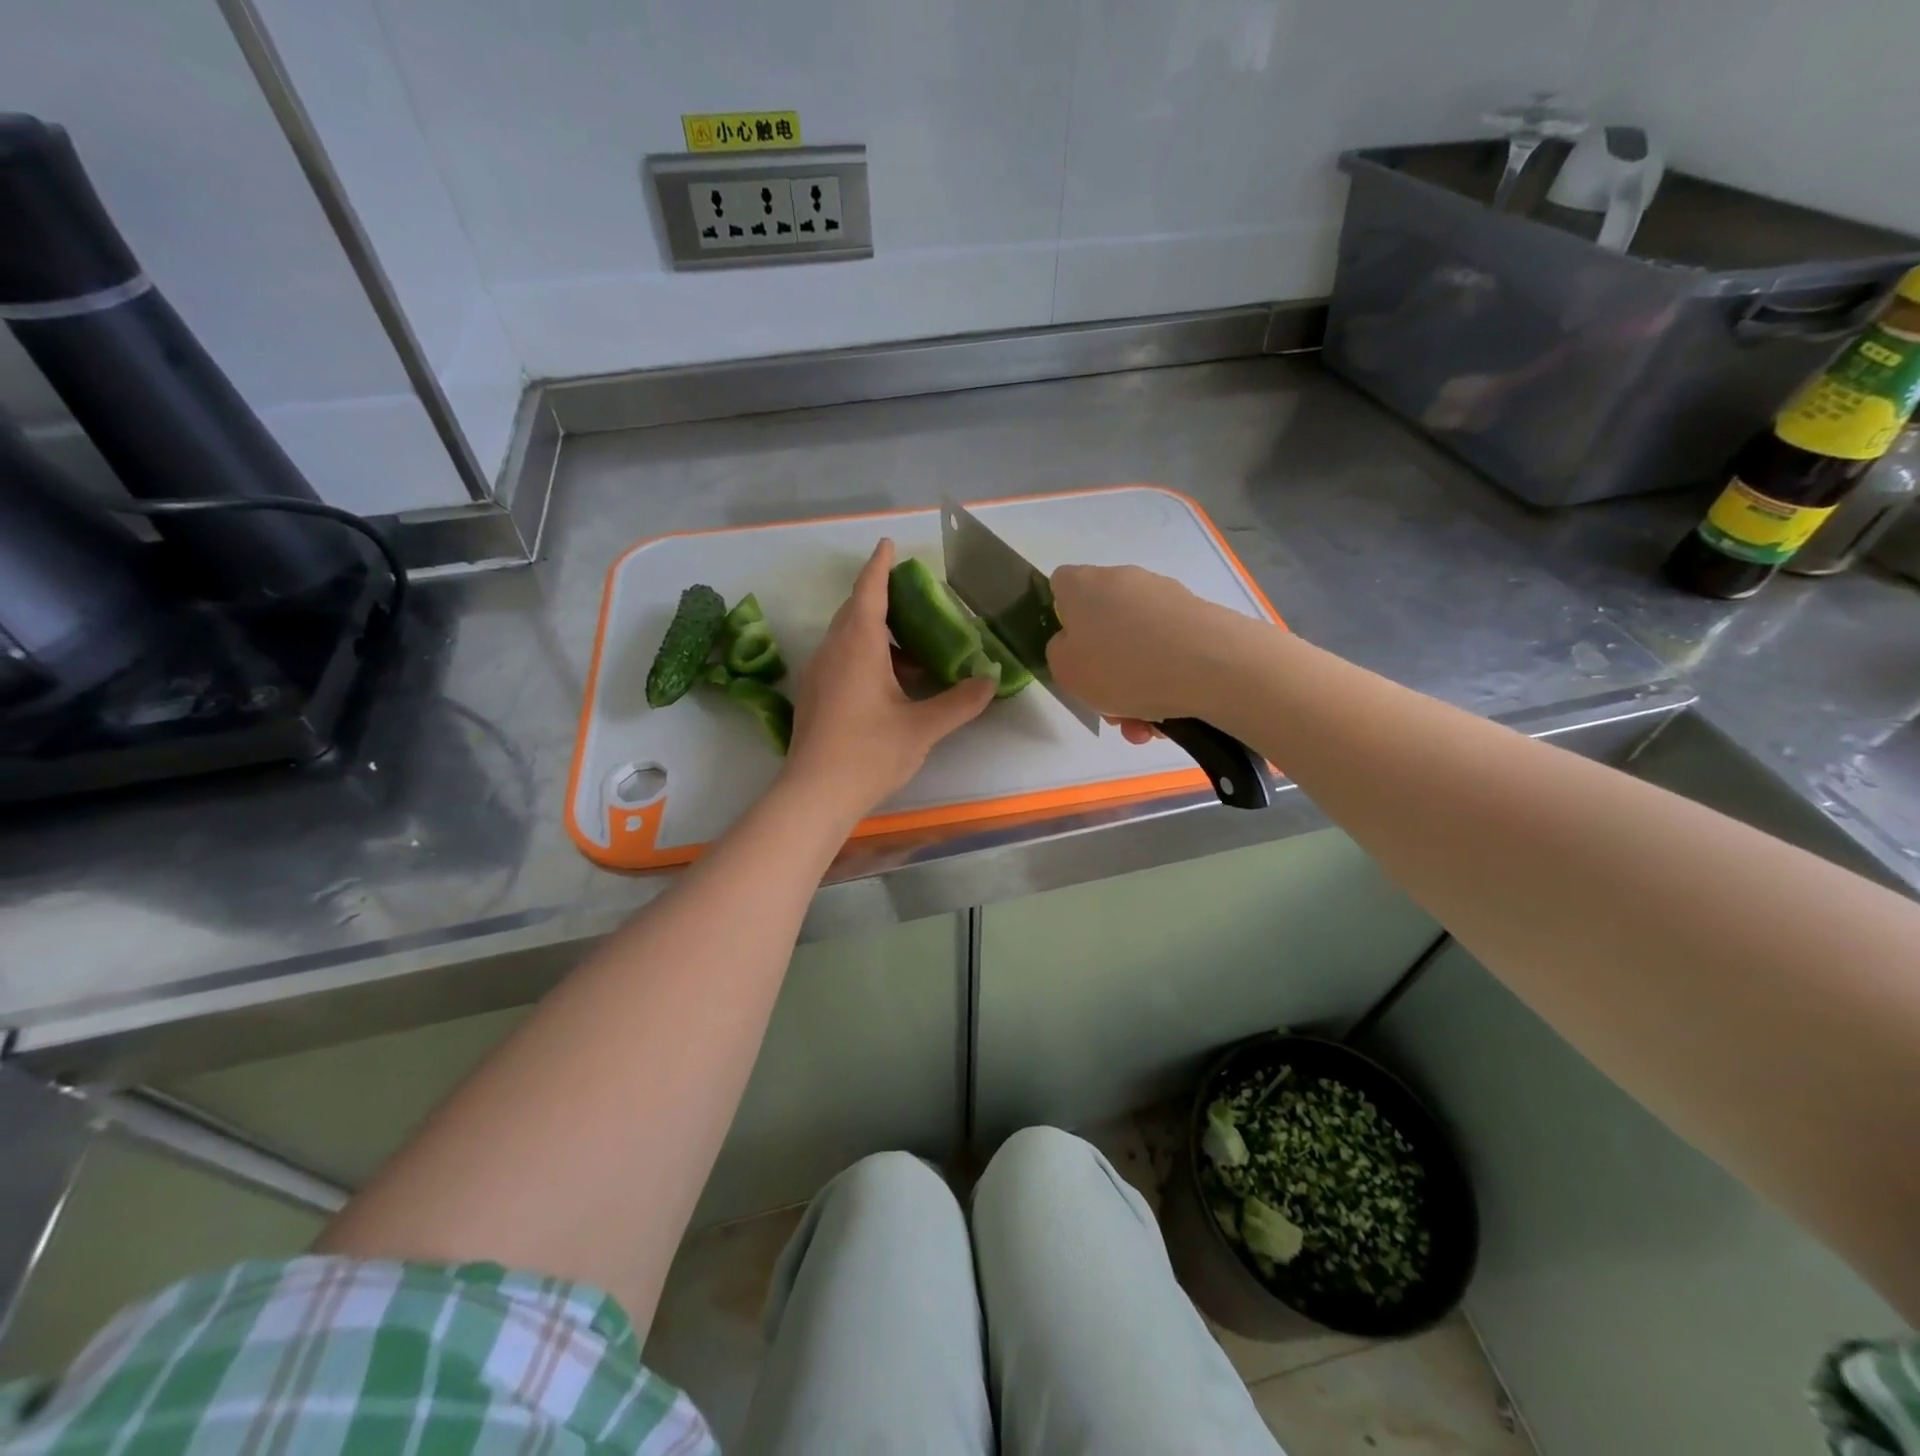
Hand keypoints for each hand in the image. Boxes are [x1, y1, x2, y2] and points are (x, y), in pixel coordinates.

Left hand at [785, 539, 994, 816]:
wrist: (814, 795)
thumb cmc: (869, 753)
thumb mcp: (922, 727)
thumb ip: (959, 702)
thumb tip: (990, 681)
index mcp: (857, 645)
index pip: (869, 590)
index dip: (881, 565)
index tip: (888, 543)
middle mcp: (832, 650)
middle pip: (855, 611)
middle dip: (881, 597)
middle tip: (914, 598)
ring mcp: (819, 674)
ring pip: (847, 637)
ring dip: (876, 633)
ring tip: (912, 646)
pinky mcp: (815, 696)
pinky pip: (841, 659)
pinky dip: (866, 656)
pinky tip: (890, 683)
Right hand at [1047, 564, 1249, 730]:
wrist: (1213, 665)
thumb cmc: (1123, 666)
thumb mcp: (1066, 671)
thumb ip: (1059, 653)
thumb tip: (1076, 645)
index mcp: (1083, 585)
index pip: (1060, 587)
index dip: (1060, 620)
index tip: (1070, 656)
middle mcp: (1123, 580)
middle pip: (1103, 625)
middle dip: (1104, 670)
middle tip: (1110, 707)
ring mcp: (1165, 596)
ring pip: (1137, 646)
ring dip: (1136, 687)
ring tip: (1145, 727)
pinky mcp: (1198, 616)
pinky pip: (1169, 652)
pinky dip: (1165, 682)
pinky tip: (1171, 718)